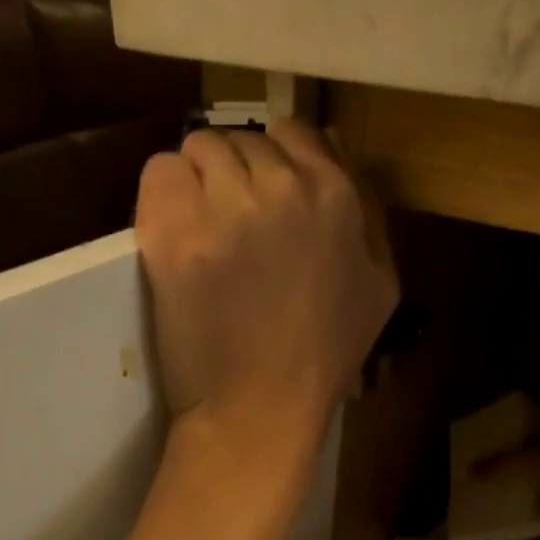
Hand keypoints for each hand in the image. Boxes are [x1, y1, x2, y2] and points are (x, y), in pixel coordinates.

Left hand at [136, 121, 397, 453]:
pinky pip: (160, 174)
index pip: (293, 132)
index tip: (264, 197)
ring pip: (198, 150)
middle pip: (241, 141)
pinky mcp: (172, 234)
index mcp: (335, 196)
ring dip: (199, 184)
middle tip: (233, 231)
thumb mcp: (380, 288)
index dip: (274, 162)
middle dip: (236, 177)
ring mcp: (222, 209)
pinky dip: (164, 196)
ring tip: (203, 236)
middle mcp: (280, 188)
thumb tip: (336, 158)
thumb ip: (368, 217)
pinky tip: (176, 235)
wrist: (260, 408)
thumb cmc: (324, 359)